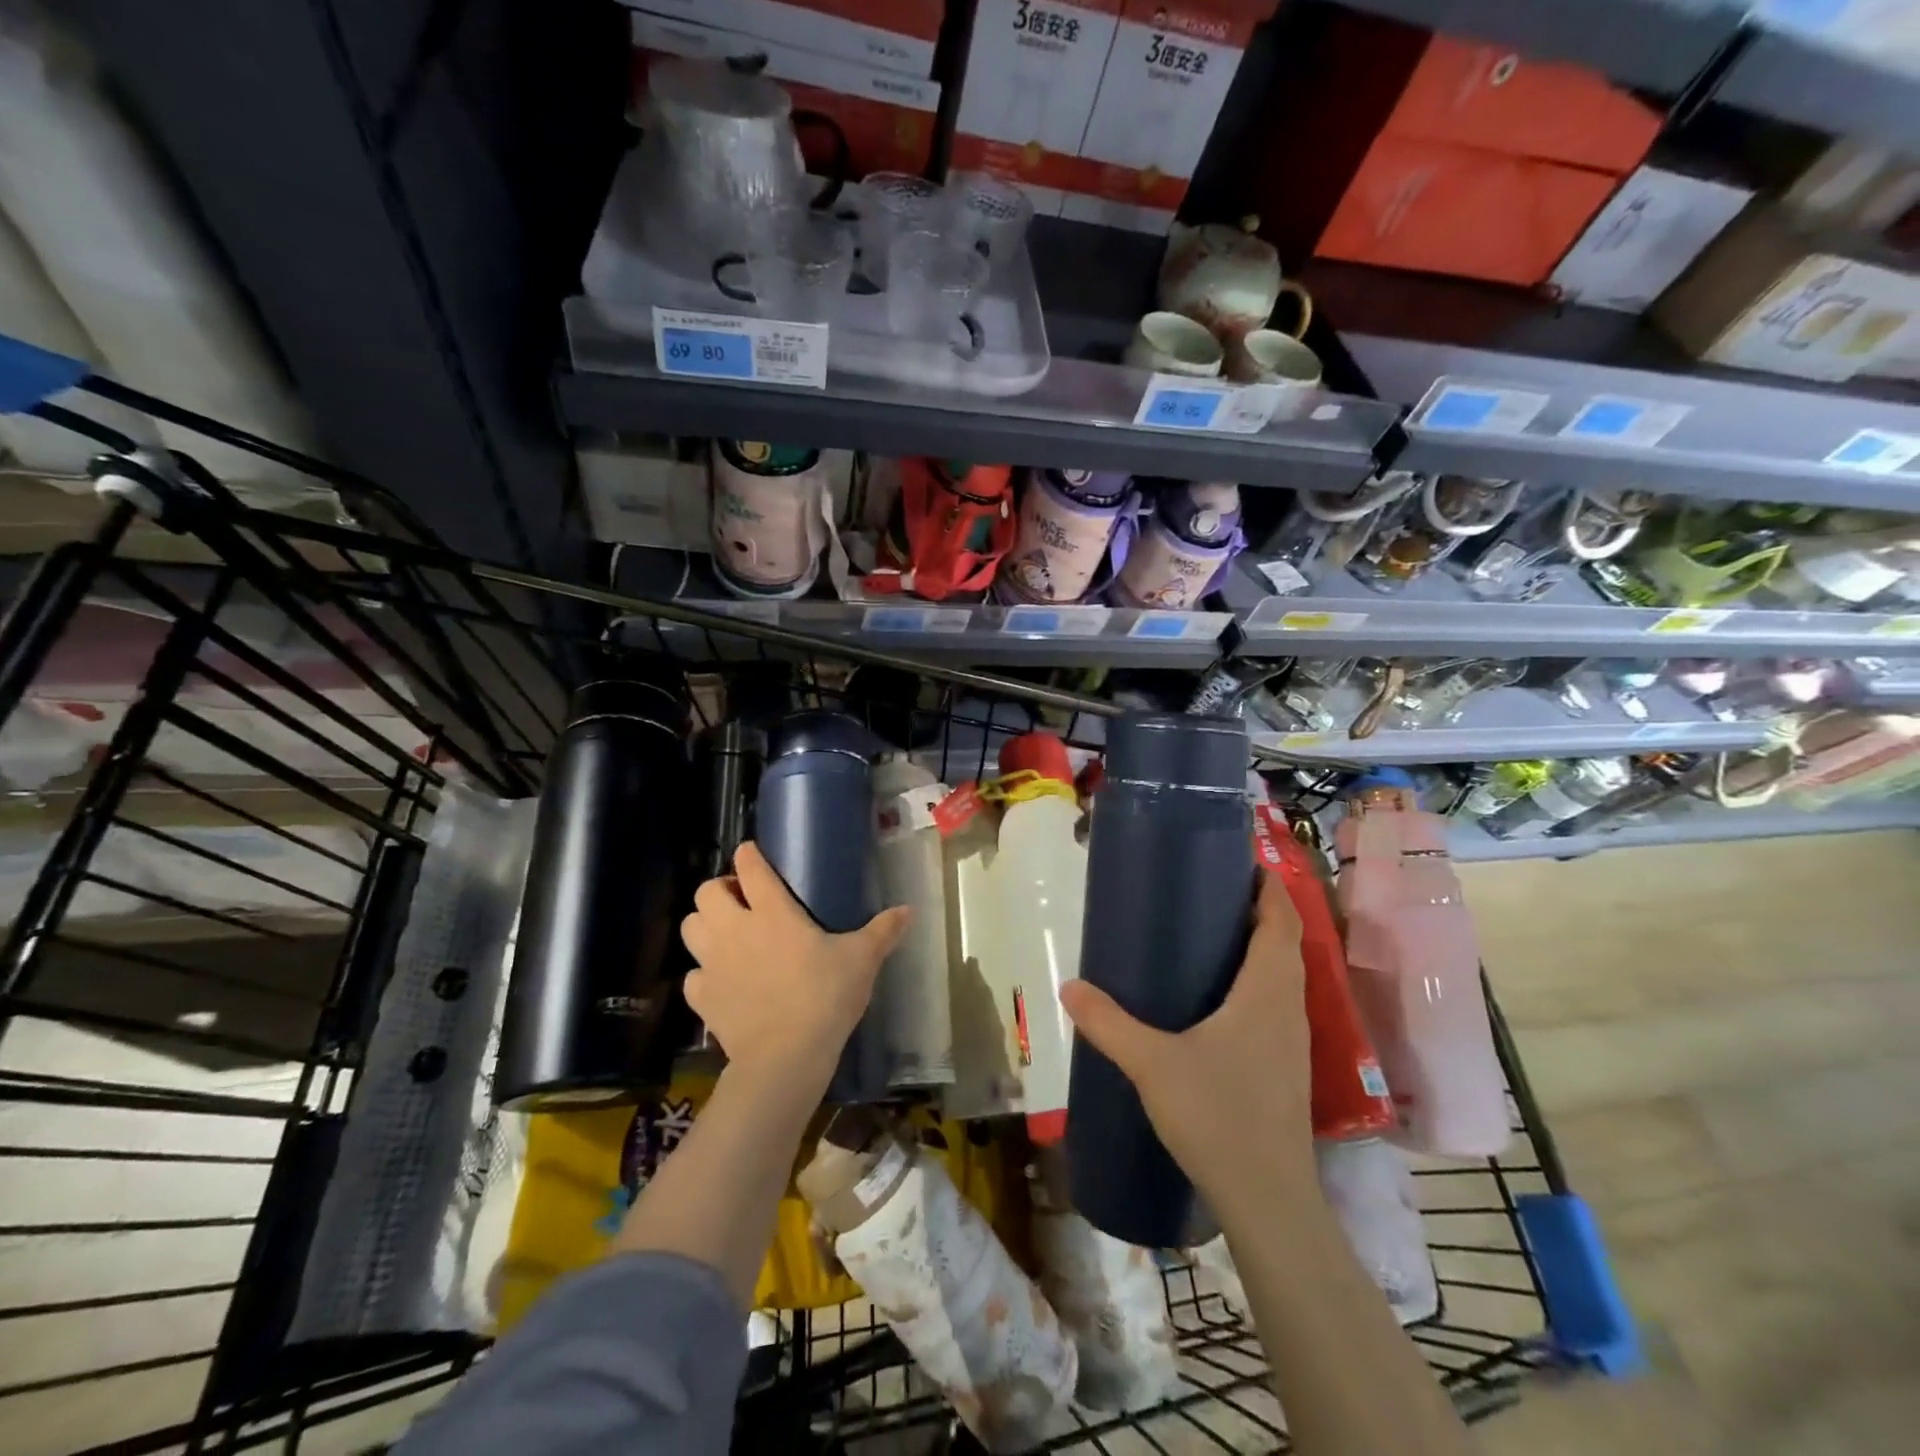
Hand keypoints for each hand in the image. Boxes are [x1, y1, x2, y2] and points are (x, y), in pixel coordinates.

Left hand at [680, 841, 909, 1092]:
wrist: (784, 1057)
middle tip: (742, 902)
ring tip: (727, 935)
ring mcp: (713, 963)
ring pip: (690, 927)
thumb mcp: (862, 960)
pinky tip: (722, 980)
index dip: (748, 855)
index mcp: (772, 911)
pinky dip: (703, 973)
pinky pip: (692, 975)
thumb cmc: (824, 997)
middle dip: (720, 890)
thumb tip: (909, 909)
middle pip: (707, 892)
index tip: (752, 853)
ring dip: (704, 924)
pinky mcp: (702, 997)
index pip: (750, 868)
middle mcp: (735, 929)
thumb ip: (883, 931)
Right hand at [1060, 871, 1312, 1197]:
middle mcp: (1287, 1007)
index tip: (1239, 862)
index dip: (1266, 887)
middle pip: (1283, 944)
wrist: (1268, 1199)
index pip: (1280, 921)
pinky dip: (1252, 983)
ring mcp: (1290, 1041)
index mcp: (1267, 991)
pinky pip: (1273, 1005)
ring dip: (1257, 948)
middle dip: (1255, 912)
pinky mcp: (1283, 1068)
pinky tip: (1214, 1002)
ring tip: (1208, 937)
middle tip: (1207, 894)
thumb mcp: (1152, 1063)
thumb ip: (1108, 1022)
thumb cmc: (1218, 1115)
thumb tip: (1069, 986)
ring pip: (1280, 977)